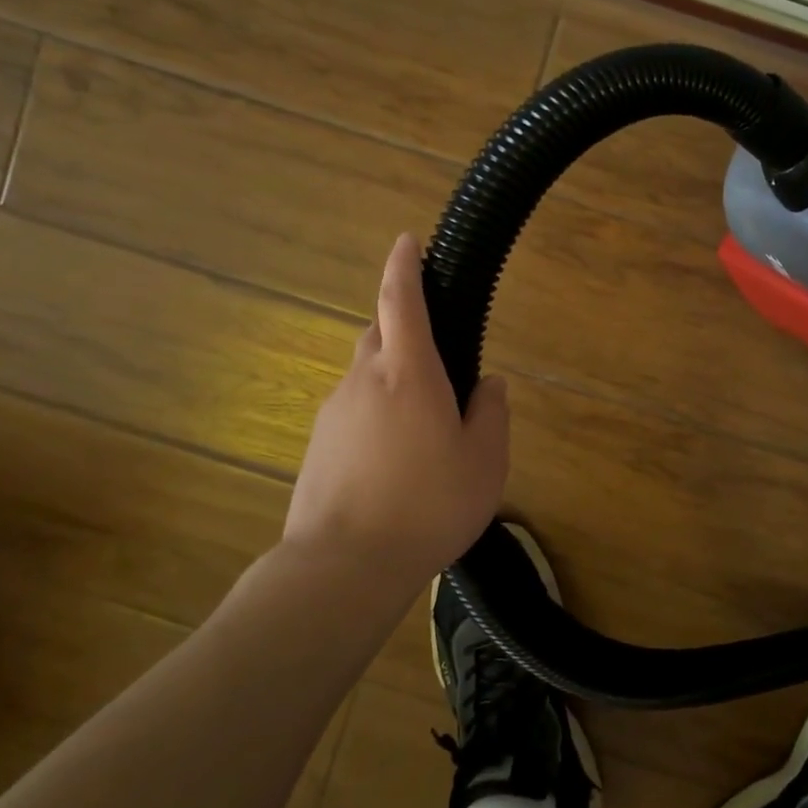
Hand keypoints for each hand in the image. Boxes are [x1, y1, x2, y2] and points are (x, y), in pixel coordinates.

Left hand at [282, 233, 509, 586]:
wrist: (343, 567)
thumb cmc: (428, 505)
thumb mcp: (484, 461)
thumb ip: (491, 413)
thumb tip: (488, 384)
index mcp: (408, 372)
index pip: (401, 300)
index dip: (404, 265)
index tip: (407, 240)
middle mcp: (363, 380)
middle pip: (379, 334)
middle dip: (402, 330)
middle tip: (435, 363)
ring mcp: (333, 412)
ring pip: (365, 376)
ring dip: (390, 381)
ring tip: (421, 429)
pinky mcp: (316, 445)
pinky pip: (351, 412)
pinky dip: (373, 416)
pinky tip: (393, 462)